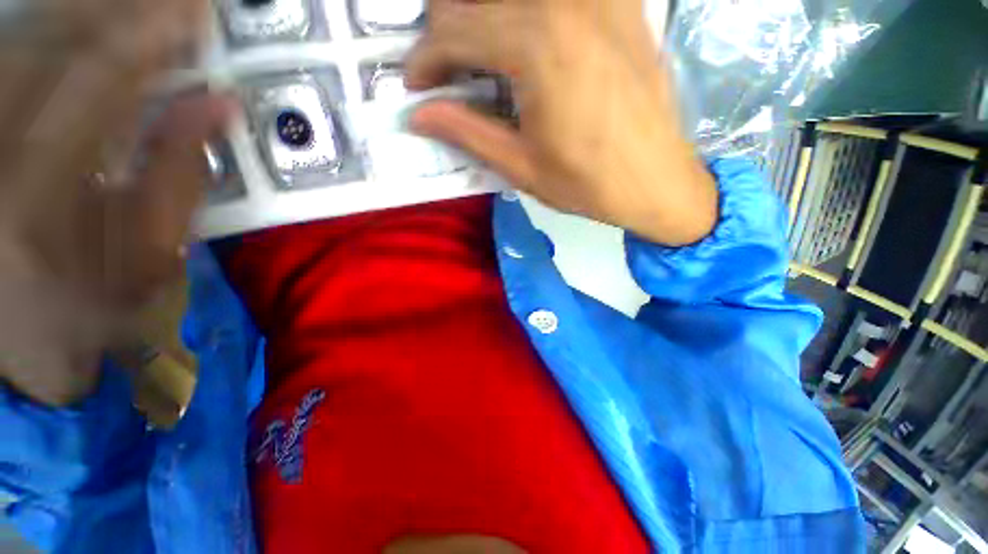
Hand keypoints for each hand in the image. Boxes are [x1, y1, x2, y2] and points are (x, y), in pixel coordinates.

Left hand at [0, 0, 230, 405]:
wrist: (19, 344)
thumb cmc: (96, 309)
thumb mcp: (152, 258)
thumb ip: (183, 177)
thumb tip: (217, 107)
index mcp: (50, 179)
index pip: (111, 70)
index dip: (159, 29)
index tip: (201, 9)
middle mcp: (4, 137)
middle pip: (66, 36)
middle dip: (128, 5)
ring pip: (38, 33)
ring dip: (95, 8)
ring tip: (144, 2)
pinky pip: (17, 51)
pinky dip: (58, 25)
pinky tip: (91, 18)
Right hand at [405, 0, 716, 245]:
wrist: (657, 182)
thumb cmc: (587, 184)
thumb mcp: (521, 166)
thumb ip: (467, 132)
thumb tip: (418, 115)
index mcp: (537, 45)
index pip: (453, 29)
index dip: (425, 59)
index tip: (417, 87)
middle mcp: (566, 2)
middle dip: (447, 34)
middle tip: (445, 74)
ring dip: (483, 20)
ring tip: (478, 61)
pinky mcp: (622, 4)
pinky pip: (555, 2)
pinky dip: (525, 17)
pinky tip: (524, 46)